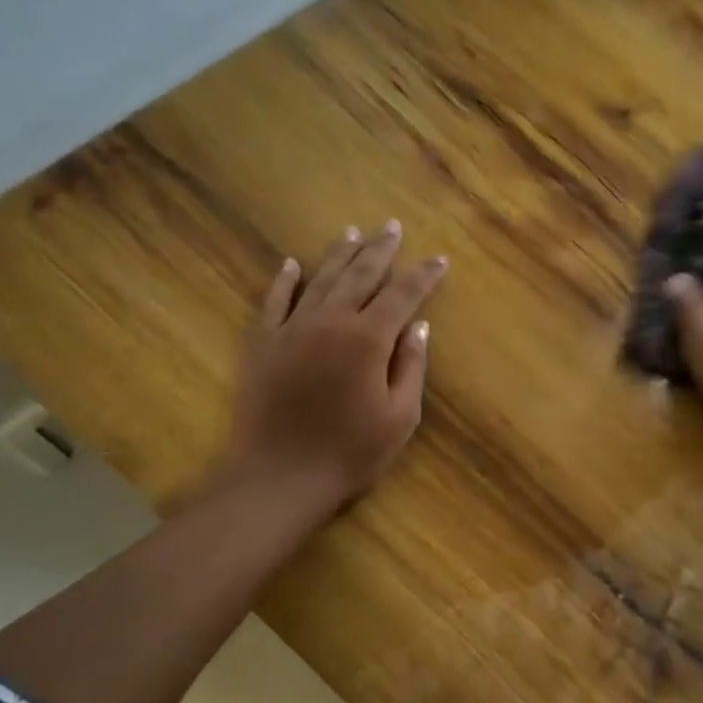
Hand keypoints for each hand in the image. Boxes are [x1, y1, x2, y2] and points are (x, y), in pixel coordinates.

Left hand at [220, 221, 446, 509]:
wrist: (281, 476)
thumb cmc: (350, 452)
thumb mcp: (399, 417)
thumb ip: (411, 367)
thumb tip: (419, 326)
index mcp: (368, 339)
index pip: (402, 295)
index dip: (423, 275)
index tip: (438, 259)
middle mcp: (330, 321)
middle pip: (360, 275)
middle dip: (380, 250)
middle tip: (393, 227)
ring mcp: (292, 329)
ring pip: (320, 279)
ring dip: (339, 255)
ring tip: (354, 232)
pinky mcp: (263, 344)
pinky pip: (274, 301)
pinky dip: (285, 280)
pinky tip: (292, 264)